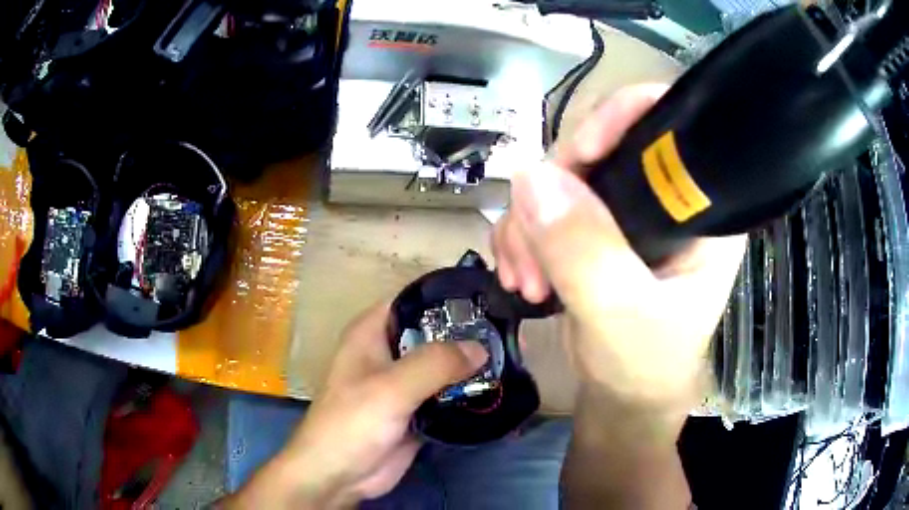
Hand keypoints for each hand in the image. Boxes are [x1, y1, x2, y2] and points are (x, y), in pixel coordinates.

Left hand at [224, 303, 487, 508]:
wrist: (339, 476)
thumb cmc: (352, 423)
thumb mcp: (391, 388)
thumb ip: (435, 364)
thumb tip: (481, 347)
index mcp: (373, 332)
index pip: (415, 300)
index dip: (449, 297)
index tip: (489, 300)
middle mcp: (390, 352)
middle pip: (435, 333)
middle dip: (469, 333)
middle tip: (511, 334)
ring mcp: (405, 383)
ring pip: (445, 365)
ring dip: (473, 365)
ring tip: (514, 358)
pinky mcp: (418, 410)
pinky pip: (449, 393)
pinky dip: (469, 392)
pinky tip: (500, 389)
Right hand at [493, 85, 744, 408]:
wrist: (624, 398)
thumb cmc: (645, 364)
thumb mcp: (621, 313)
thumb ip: (585, 251)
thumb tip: (531, 178)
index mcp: (699, 206)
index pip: (666, 126)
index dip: (618, 120)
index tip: (577, 157)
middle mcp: (666, 197)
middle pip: (600, 147)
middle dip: (555, 194)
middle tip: (533, 254)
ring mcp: (627, 211)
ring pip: (563, 178)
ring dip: (530, 223)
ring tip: (524, 279)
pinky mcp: (597, 228)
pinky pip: (547, 205)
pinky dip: (524, 234)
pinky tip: (521, 274)